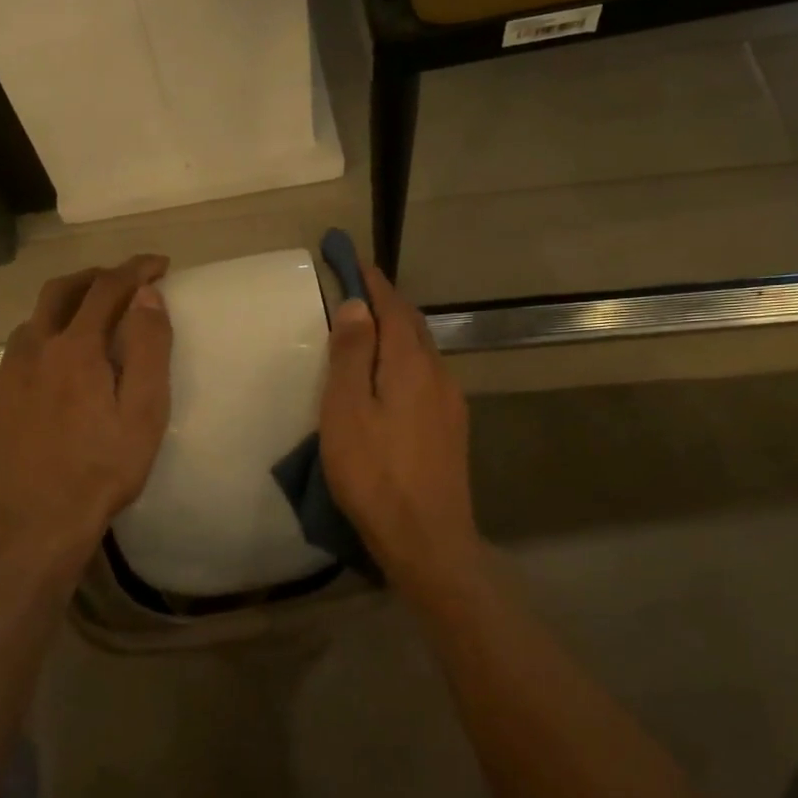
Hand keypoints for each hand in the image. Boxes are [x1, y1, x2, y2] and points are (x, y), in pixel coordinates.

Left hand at [0, 256, 172, 558]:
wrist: (37, 523)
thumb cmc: (103, 469)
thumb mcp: (144, 412)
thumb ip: (148, 348)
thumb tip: (148, 296)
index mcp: (76, 348)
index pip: (108, 288)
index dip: (136, 269)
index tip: (159, 265)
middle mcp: (34, 349)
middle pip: (61, 290)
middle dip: (95, 276)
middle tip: (123, 281)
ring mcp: (6, 375)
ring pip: (33, 320)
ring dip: (64, 307)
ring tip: (90, 320)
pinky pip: (18, 353)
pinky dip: (43, 340)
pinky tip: (54, 368)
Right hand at [319, 264, 483, 593]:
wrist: (428, 539)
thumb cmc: (375, 474)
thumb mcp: (346, 411)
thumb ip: (351, 355)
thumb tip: (358, 306)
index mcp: (411, 363)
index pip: (392, 307)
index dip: (372, 281)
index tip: (351, 258)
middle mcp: (438, 374)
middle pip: (411, 326)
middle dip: (385, 303)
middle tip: (356, 289)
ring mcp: (449, 403)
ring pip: (421, 352)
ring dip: (396, 332)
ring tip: (368, 330)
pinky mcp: (450, 428)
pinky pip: (425, 377)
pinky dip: (403, 361)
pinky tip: (389, 378)